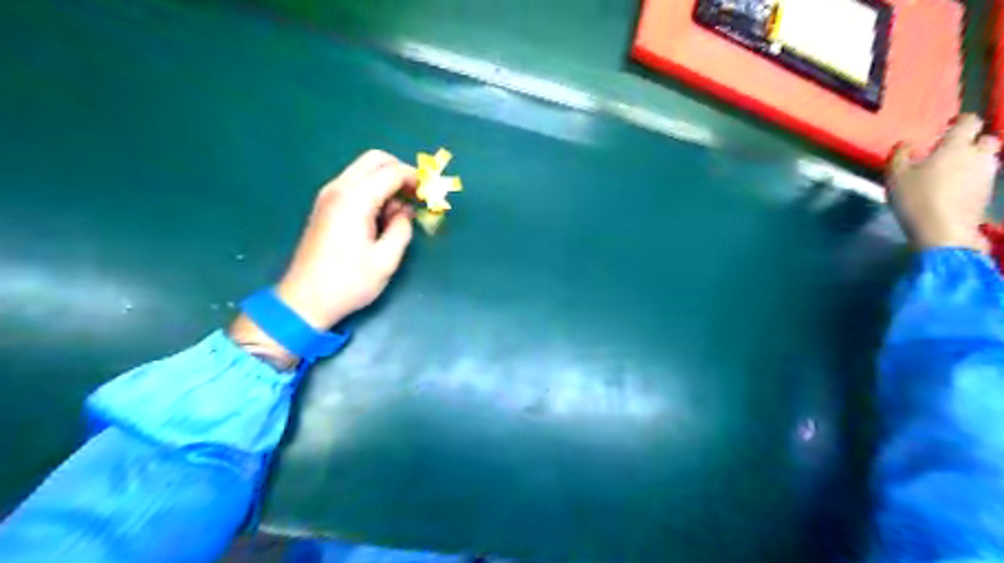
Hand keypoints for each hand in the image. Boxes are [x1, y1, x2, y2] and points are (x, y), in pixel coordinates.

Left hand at [229, 149, 414, 368]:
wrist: (305, 300)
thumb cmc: (348, 282)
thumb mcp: (385, 260)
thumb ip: (402, 229)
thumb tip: (406, 213)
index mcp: (354, 200)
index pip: (391, 172)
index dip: (415, 178)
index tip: (431, 193)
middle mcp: (338, 189)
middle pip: (374, 159)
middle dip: (401, 171)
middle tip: (417, 194)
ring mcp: (328, 196)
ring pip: (363, 169)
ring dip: (387, 180)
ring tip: (401, 211)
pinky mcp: (326, 206)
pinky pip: (355, 184)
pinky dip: (374, 189)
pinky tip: (383, 215)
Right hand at [889, 114, 999, 250]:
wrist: (944, 231)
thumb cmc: (916, 198)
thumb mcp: (896, 176)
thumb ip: (900, 156)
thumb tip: (905, 144)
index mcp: (956, 147)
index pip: (969, 122)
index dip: (960, 120)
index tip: (948, 124)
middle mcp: (978, 156)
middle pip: (987, 139)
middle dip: (974, 141)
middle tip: (953, 149)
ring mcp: (987, 176)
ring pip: (987, 159)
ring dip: (974, 160)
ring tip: (953, 171)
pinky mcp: (988, 194)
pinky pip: (983, 177)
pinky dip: (972, 178)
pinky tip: (955, 188)